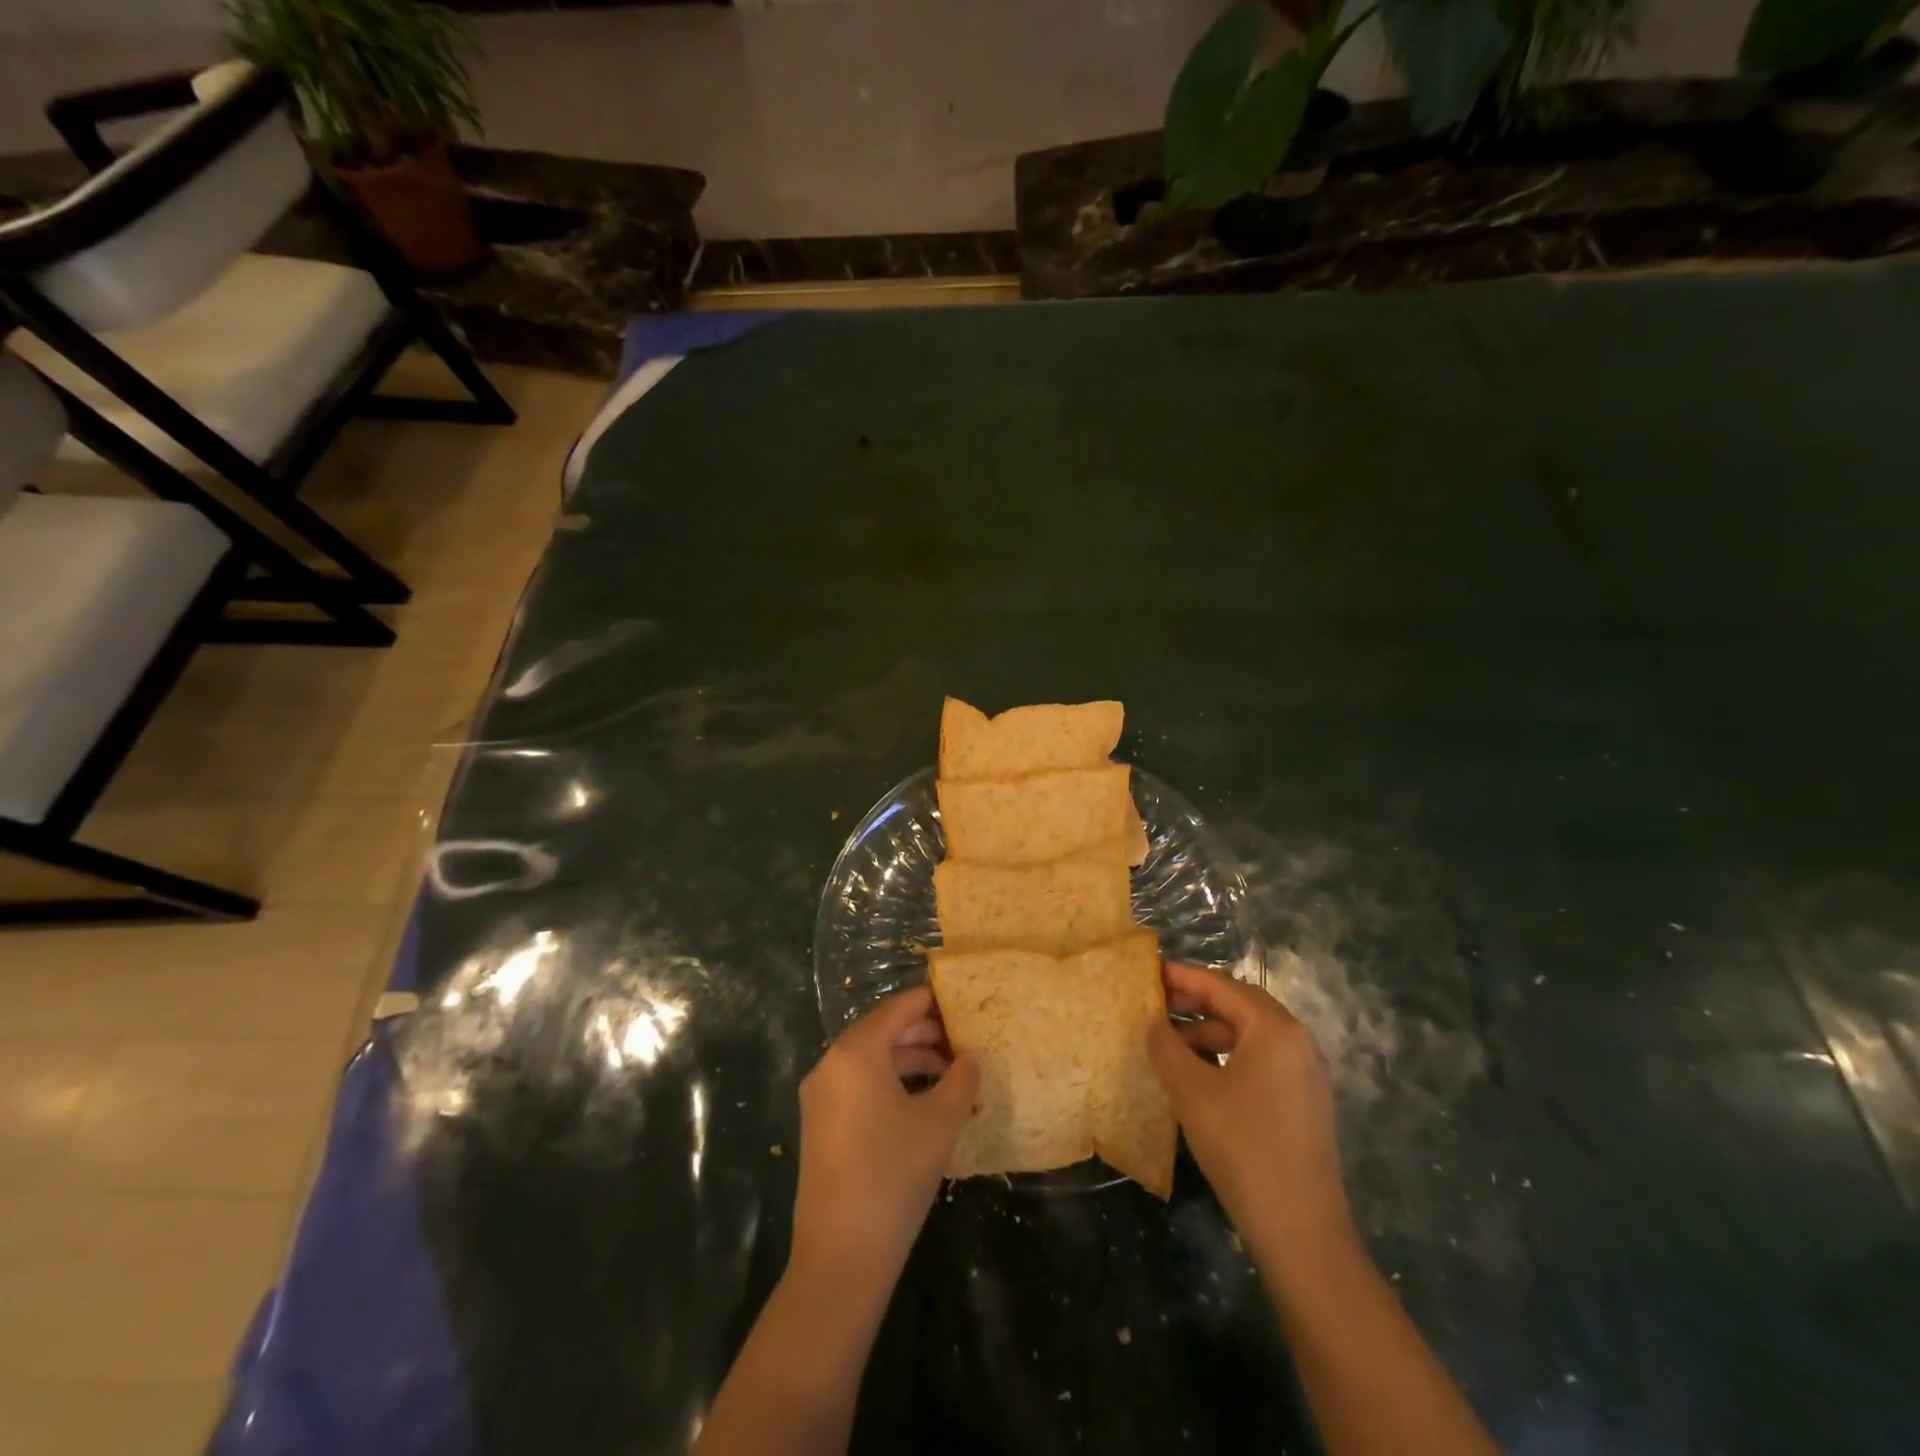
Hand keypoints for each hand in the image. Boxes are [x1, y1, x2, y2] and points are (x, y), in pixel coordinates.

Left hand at [791, 986, 980, 1284]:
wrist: (841, 1256)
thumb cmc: (894, 1174)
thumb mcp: (939, 1122)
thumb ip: (961, 1079)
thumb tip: (973, 1056)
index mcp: (855, 1052)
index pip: (897, 1008)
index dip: (931, 1002)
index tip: (962, 1003)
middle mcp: (831, 1065)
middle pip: (883, 1032)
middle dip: (924, 1035)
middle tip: (964, 1043)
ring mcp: (821, 1097)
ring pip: (872, 1061)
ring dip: (910, 1062)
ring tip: (951, 1076)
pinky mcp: (820, 1126)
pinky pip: (859, 1086)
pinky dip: (891, 1084)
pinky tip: (923, 1104)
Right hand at [1146, 963, 1352, 1261]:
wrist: (1300, 1229)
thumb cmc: (1242, 1147)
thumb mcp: (1191, 1091)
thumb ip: (1166, 1045)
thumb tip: (1149, 1015)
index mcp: (1274, 1029)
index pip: (1221, 985)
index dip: (1182, 976)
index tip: (1148, 971)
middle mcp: (1297, 1041)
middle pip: (1240, 1003)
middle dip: (1197, 1000)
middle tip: (1156, 1002)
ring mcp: (1306, 1072)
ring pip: (1251, 1032)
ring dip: (1210, 1029)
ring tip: (1170, 1040)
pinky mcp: (1305, 1099)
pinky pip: (1262, 1057)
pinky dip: (1229, 1053)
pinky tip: (1200, 1070)